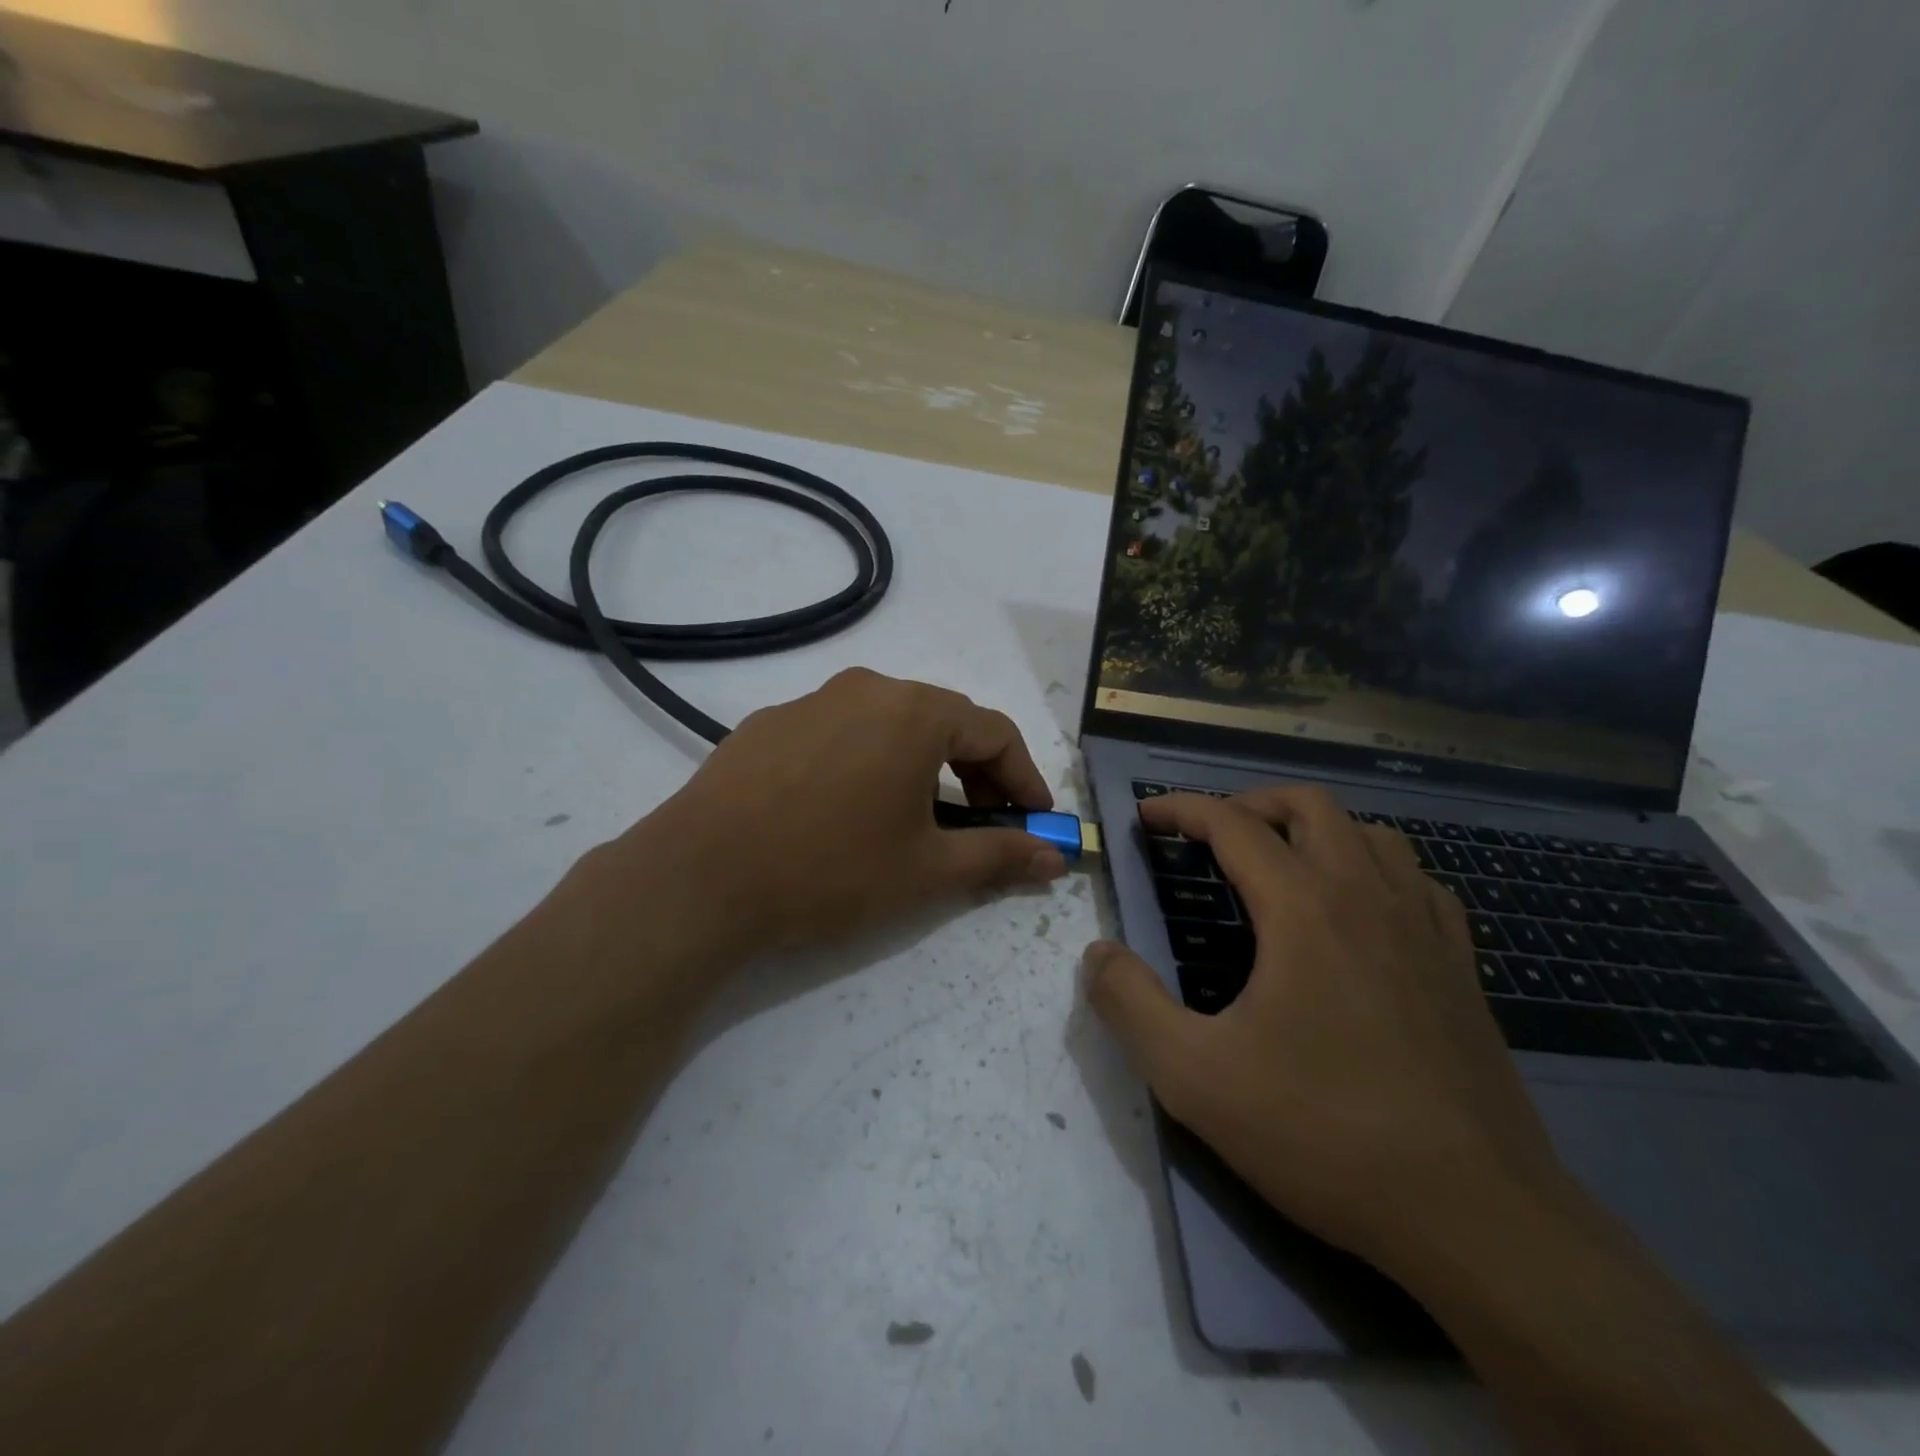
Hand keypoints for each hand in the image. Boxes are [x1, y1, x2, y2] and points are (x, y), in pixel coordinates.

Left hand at [628, 669, 1065, 958]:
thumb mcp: (926, 870)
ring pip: (890, 724)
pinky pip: (841, 733)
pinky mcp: (769, 723)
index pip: (995, 732)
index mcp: (914, 712)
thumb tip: (1056, 857)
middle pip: (944, 721)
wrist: (699, 879)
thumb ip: (1000, 855)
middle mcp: (866, 689)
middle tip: (984, 821)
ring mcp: (811, 701)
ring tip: (918, 816)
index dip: (1025, 777)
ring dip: (922, 765)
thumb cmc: (830, 870)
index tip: (1036, 818)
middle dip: (976, 771)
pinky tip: (849, 808)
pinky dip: (869, 762)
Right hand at [1083, 787, 1565, 1274]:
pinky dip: (1375, 869)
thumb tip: (1096, 954)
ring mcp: (1425, 929)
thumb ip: (1130, 1005)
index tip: (1148, 816)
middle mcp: (1367, 897)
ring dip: (1315, 829)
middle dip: (1250, 803)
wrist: (1476, 1218)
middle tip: (1211, 834)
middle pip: (1309, 806)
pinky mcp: (1462, 967)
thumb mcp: (1194, 1077)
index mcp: (1304, 908)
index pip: (1233, 824)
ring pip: (1370, 834)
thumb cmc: (1324, 1134)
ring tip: (1280, 862)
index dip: (1182, 809)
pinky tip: (1360, 910)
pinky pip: (1417, 881)